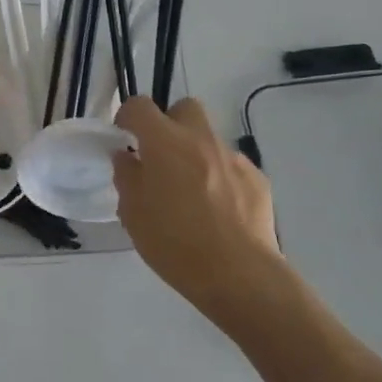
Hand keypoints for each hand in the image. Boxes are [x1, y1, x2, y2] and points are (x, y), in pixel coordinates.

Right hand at [113, 97, 285, 320]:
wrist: (239, 275)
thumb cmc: (175, 243)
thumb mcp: (133, 213)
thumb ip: (126, 177)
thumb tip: (126, 156)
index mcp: (164, 142)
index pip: (140, 106)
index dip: (127, 117)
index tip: (124, 139)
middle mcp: (200, 139)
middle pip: (184, 108)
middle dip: (169, 123)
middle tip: (160, 156)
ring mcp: (233, 157)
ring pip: (209, 139)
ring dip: (195, 153)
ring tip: (191, 192)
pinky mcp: (257, 179)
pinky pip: (231, 166)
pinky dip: (220, 178)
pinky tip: (218, 211)